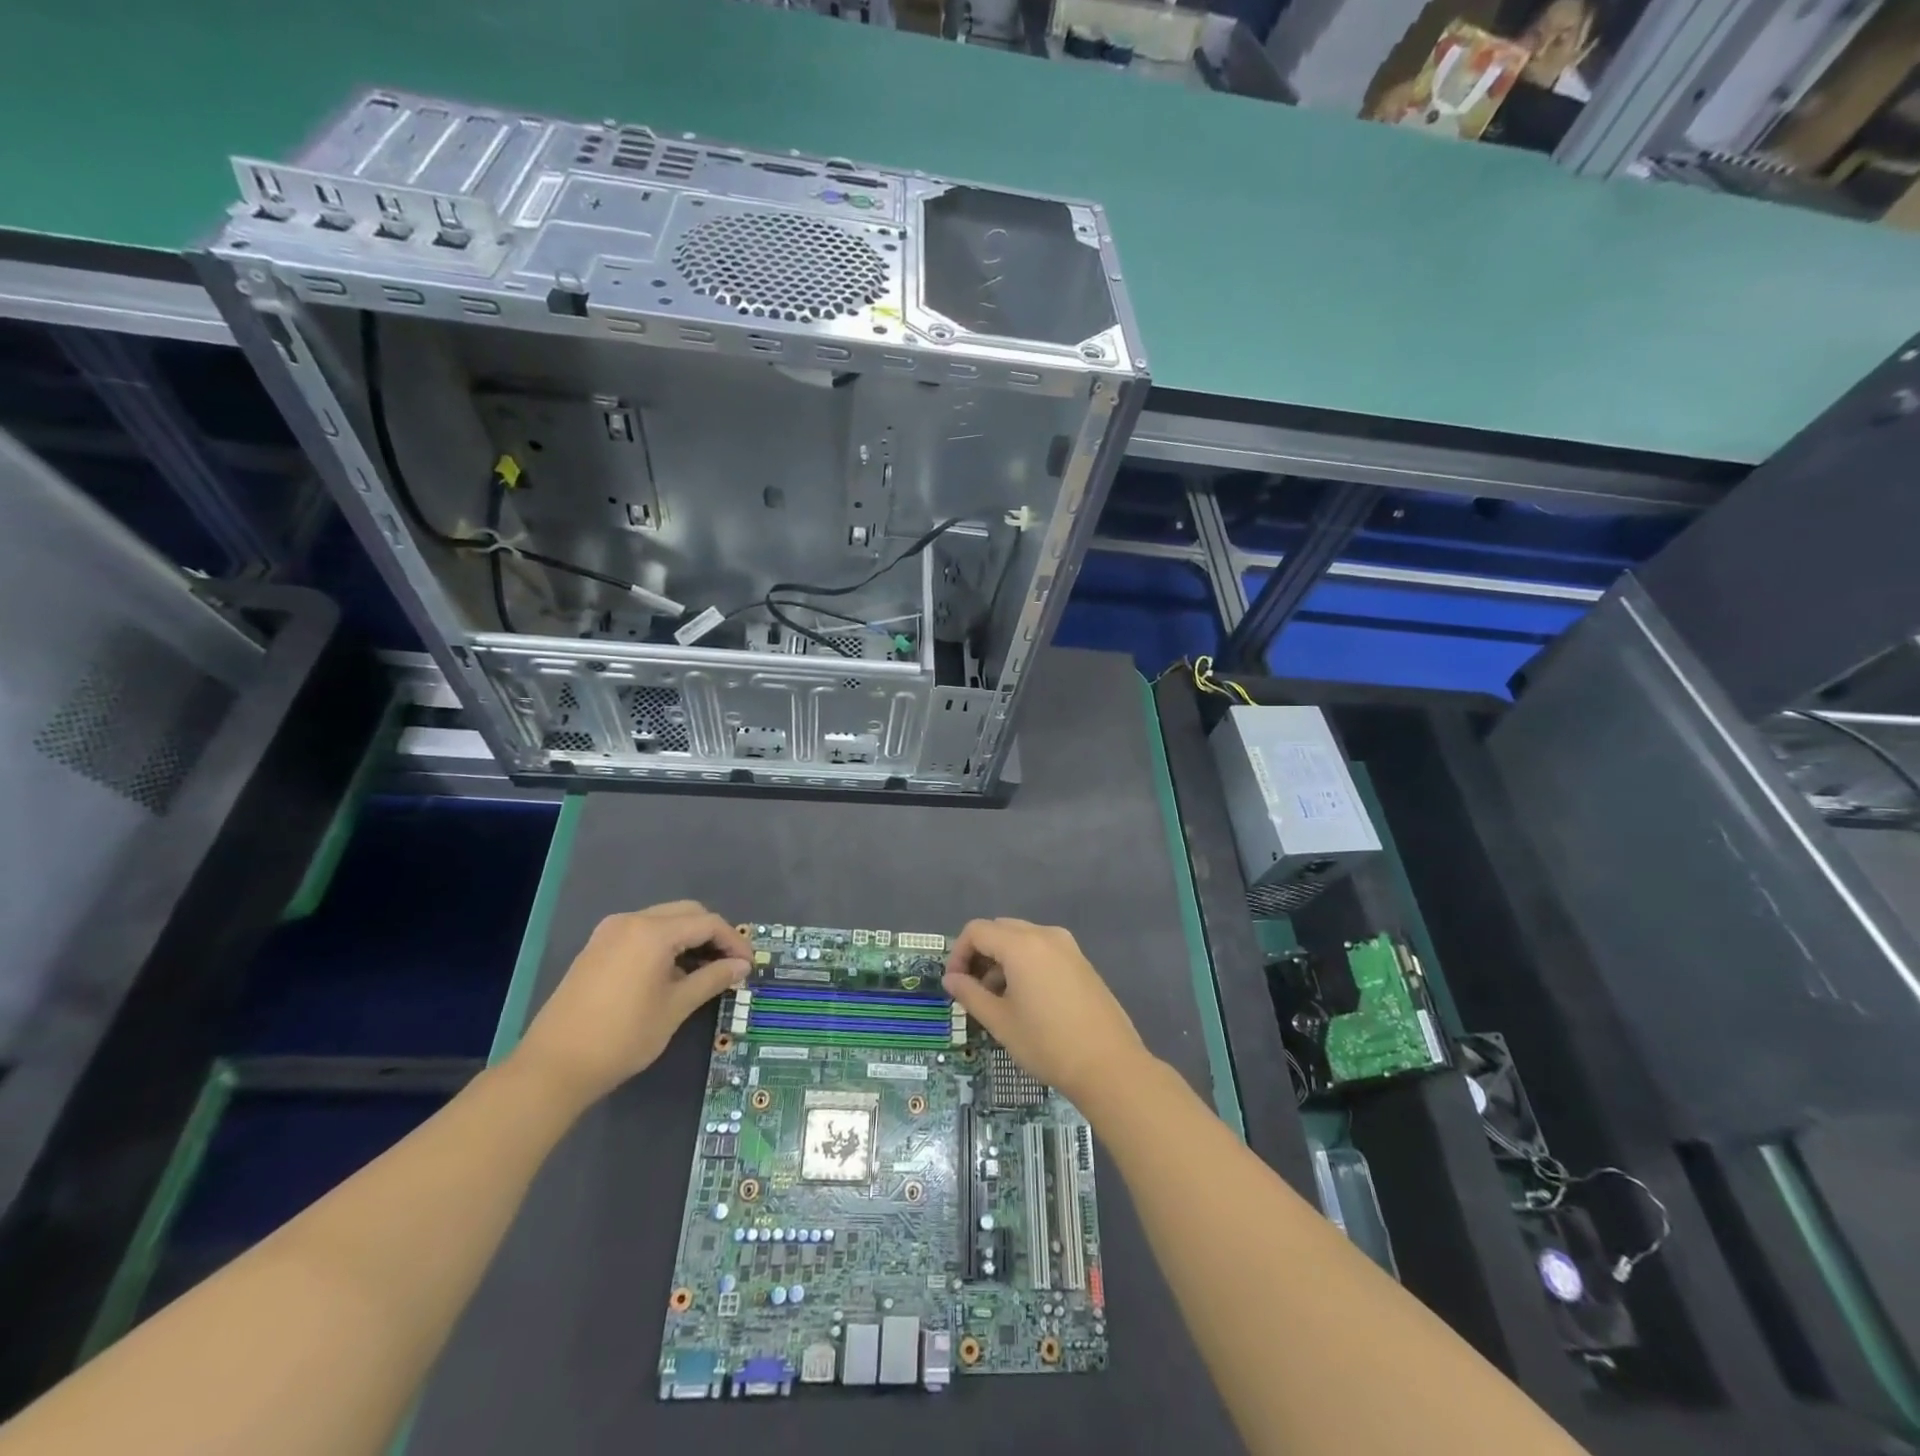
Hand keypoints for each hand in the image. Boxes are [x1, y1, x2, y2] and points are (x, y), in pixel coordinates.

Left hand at [514, 901, 749, 1108]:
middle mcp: (631, 920)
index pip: (707, 923)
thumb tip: (742, 966)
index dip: (734, 942)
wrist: (554, 1066)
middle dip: (713, 934)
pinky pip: (642, 933)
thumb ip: (712, 979)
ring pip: (664, 920)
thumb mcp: (675, 1008)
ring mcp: (609, 932)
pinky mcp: (597, 947)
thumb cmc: (622, 1036)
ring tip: (704, 971)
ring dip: (689, 938)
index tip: (748, 966)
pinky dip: (665, 944)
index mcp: (653, 931)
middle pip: (686, 913)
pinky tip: (672, 973)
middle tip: (729, 965)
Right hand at [942, 918, 1148, 1106]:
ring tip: (999, 999)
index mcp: (1021, 945)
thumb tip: (951, 979)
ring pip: (1022, 938)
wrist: (1109, 1065)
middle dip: (980, 954)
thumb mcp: (1000, 1022)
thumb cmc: (1047, 1043)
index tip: (955, 984)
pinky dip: (1025, 962)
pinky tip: (1027, 998)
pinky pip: (1043, 949)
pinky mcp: (1081, 961)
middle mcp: (1045, 935)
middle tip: (973, 989)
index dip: (958, 953)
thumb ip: (970, 994)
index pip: (977, 931)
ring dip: (1002, 958)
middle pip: (1000, 929)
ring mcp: (1067, 946)